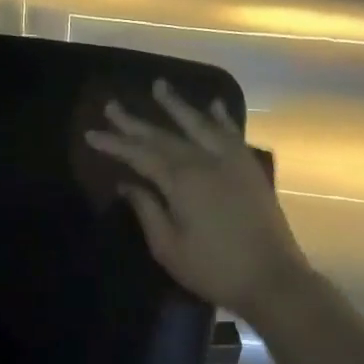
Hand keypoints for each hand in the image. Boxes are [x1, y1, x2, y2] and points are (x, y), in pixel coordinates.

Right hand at [85, 80, 311, 321]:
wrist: (272, 278)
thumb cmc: (213, 269)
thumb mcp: (168, 247)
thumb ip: (147, 210)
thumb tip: (128, 184)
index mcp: (181, 181)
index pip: (140, 155)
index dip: (115, 144)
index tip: (92, 134)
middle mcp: (205, 161)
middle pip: (164, 136)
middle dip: (135, 122)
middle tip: (111, 106)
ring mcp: (231, 161)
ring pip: (199, 125)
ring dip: (177, 106)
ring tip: (159, 85)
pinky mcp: (250, 169)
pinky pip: (232, 135)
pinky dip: (221, 118)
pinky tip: (214, 105)